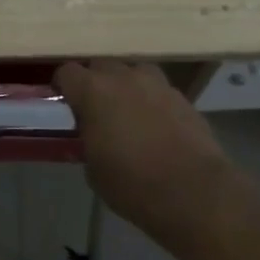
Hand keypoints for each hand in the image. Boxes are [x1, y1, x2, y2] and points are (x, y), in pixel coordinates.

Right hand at [55, 60, 233, 246]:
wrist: (196, 193)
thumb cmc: (134, 185)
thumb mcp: (94, 170)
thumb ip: (87, 141)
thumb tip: (91, 135)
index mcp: (93, 91)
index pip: (66, 72)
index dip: (63, 87)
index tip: (64, 104)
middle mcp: (123, 77)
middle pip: (100, 65)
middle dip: (94, 81)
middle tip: (95, 108)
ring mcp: (156, 83)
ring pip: (133, 71)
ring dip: (126, 85)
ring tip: (128, 111)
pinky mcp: (182, 97)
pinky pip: (158, 90)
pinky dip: (152, 101)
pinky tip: (156, 125)